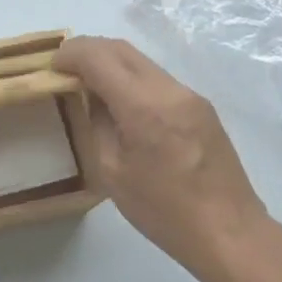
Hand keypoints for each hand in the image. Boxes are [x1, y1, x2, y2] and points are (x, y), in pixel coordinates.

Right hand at [54, 36, 271, 281]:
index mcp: (143, 106)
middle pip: (121, 48)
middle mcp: (169, 89)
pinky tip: (121, 101)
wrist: (230, 232)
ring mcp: (190, 95)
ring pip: (141, 61)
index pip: (99, 57)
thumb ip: (98, 125)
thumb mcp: (112, 172)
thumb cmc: (164, 211)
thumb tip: (91, 98)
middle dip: (88, 50)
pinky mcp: (201, 106)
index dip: (71, 54)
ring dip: (111, 62)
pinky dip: (132, 78)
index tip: (51, 65)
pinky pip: (157, 78)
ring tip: (89, 84)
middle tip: (64, 68)